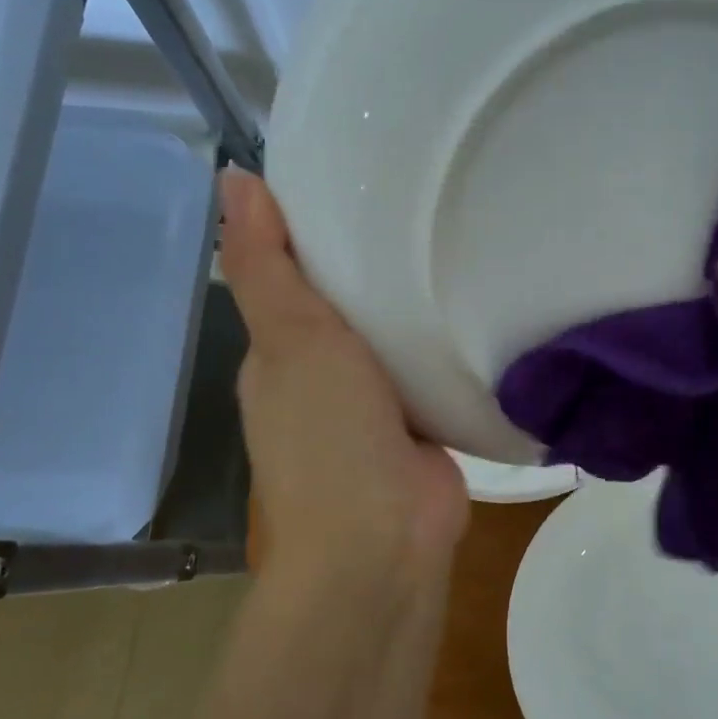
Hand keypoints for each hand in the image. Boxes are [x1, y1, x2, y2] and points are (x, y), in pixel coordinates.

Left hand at [220, 169, 468, 580]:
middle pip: (353, 305)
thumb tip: (232, 177)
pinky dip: (450, 348)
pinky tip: (485, 309)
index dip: (320, 227)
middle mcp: (325, 377)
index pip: (296, 275)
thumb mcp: (292, 340)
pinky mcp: (425, 426)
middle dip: (380, 262)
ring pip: (397, 339)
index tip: (362, 176)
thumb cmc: (328, 437)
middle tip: (428, 200)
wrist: (385, 542)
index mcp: (281, 354)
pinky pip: (436, 373)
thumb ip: (267, 266)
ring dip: (418, 306)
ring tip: (463, 240)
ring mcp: (378, 406)